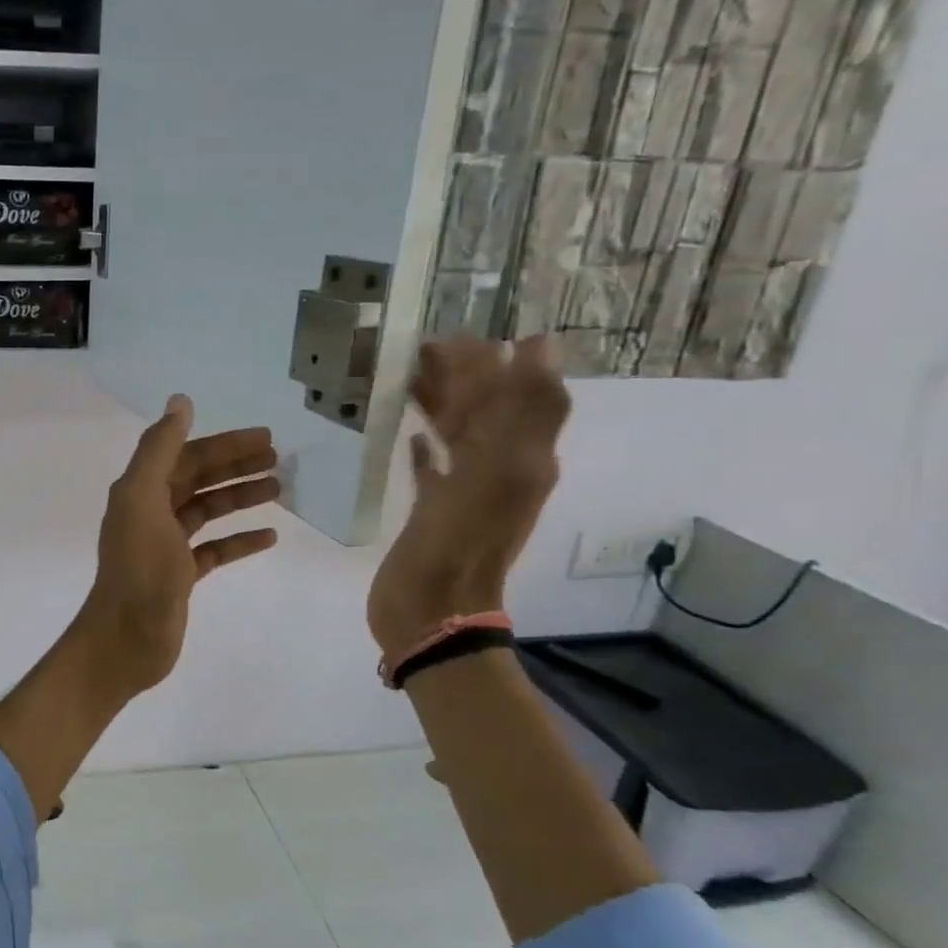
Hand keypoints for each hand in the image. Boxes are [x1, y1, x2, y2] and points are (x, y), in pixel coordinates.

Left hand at [77, 395, 279, 699]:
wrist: (126, 639)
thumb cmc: (138, 569)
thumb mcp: (143, 500)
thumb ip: (158, 450)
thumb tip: (180, 402)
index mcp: (140, 491)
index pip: (186, 455)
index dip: (224, 444)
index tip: (265, 437)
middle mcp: (151, 513)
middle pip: (198, 479)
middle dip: (236, 466)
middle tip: (279, 459)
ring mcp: (166, 546)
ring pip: (208, 511)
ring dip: (240, 497)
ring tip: (279, 490)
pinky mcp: (180, 576)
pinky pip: (214, 549)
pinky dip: (239, 540)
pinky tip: (269, 537)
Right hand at [367, 337, 569, 661]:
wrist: (431, 612)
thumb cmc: (458, 541)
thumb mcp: (499, 471)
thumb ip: (520, 410)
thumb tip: (538, 347)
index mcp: (522, 458)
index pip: (521, 393)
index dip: (499, 361)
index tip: (458, 335)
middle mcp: (501, 470)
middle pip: (489, 411)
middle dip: (464, 377)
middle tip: (423, 349)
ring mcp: (468, 493)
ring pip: (460, 435)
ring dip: (442, 405)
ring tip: (409, 379)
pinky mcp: (436, 513)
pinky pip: (435, 470)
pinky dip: (426, 449)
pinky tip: (409, 435)